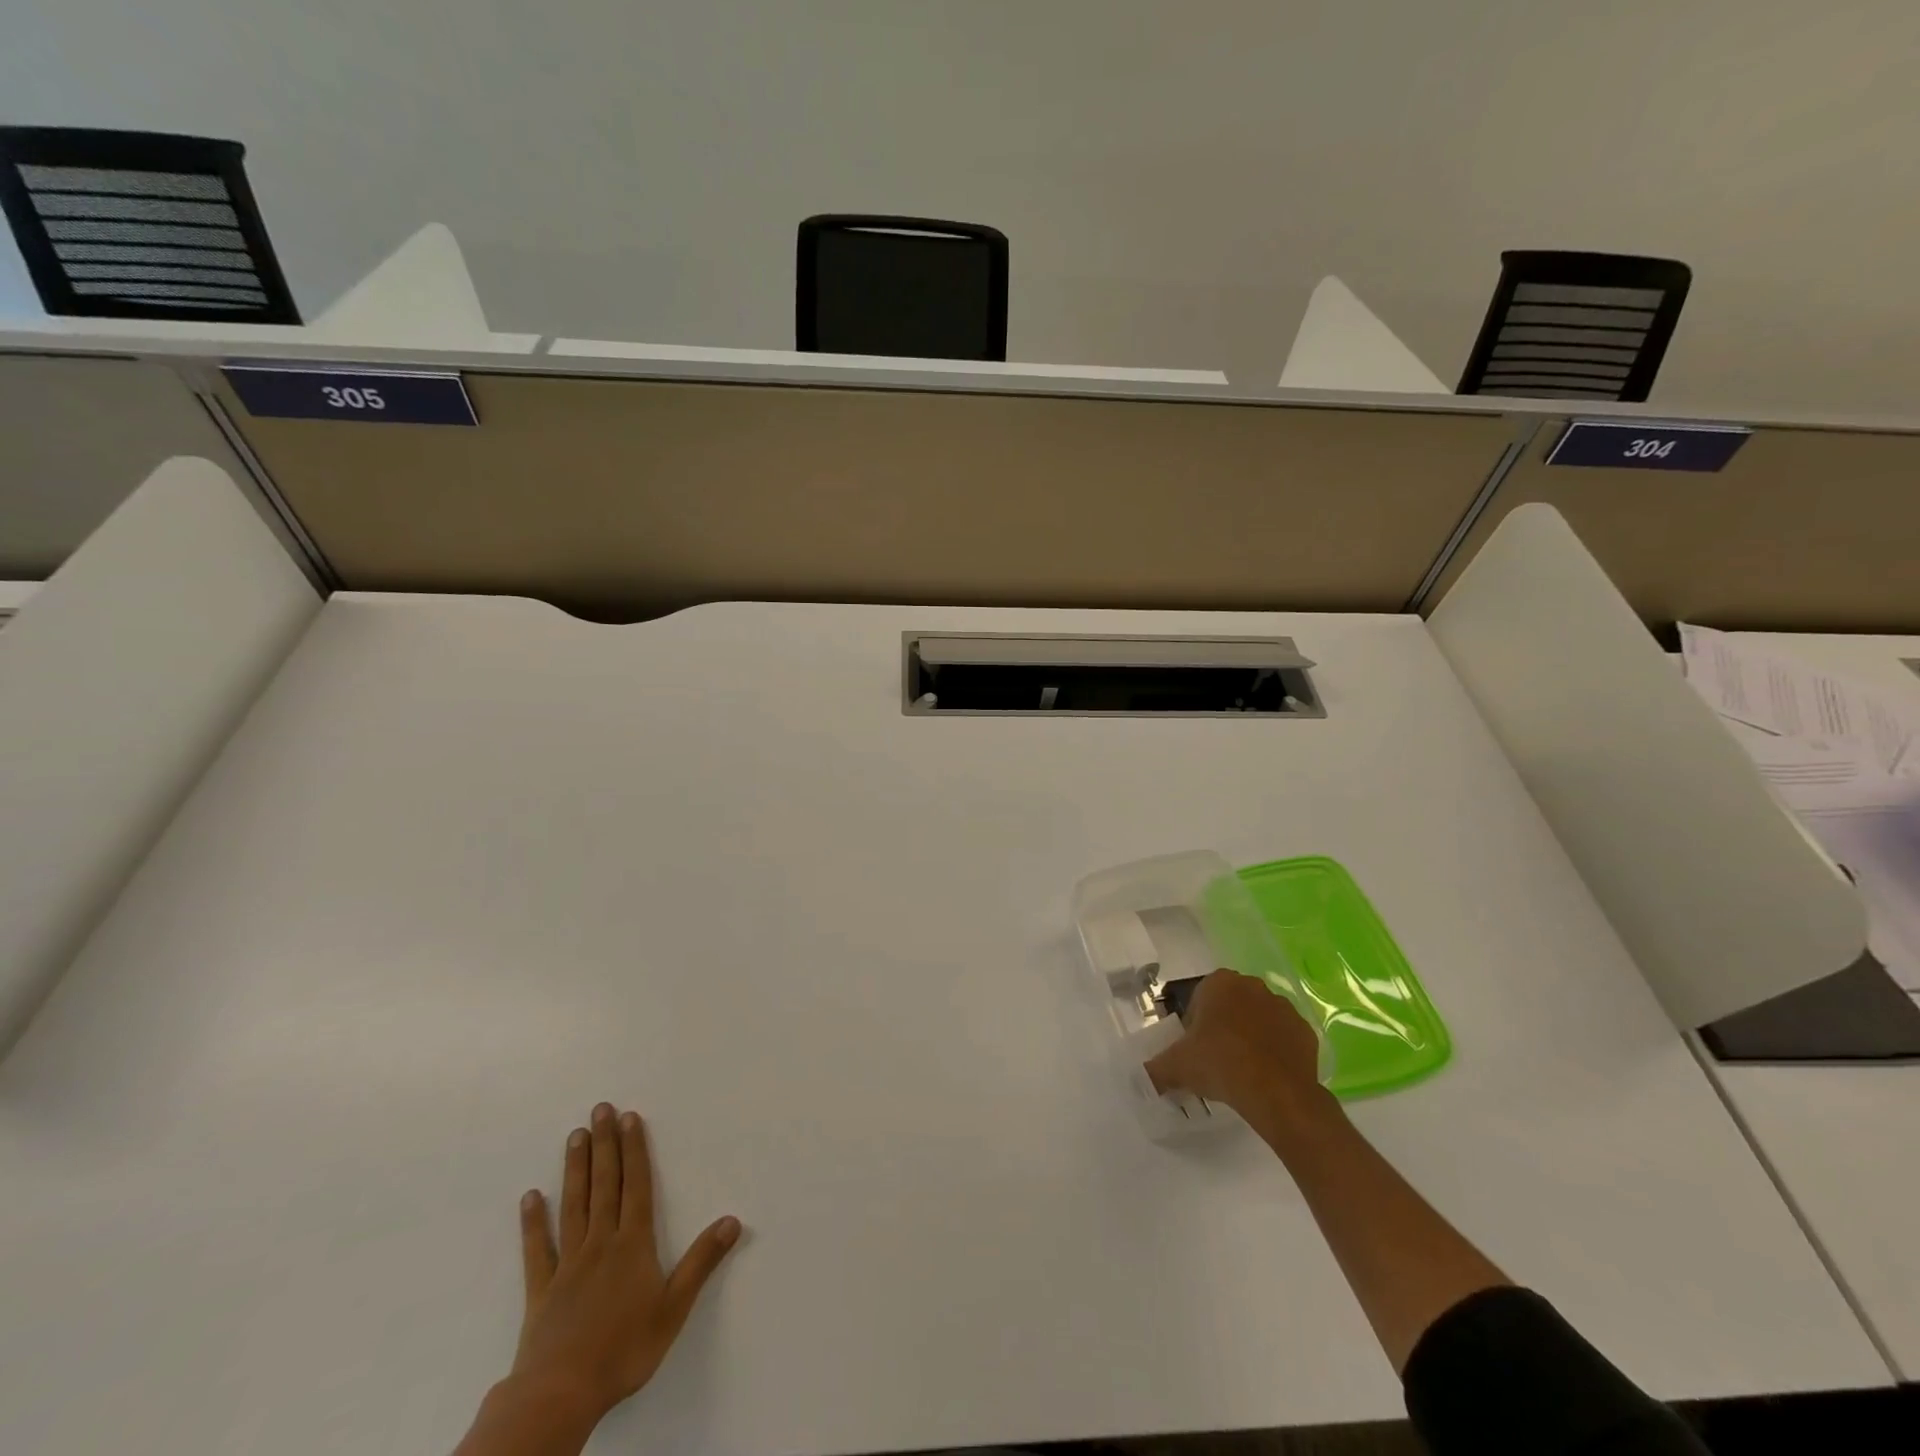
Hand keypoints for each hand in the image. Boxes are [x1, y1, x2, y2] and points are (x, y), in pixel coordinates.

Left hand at [511, 1103, 741, 1429]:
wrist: (560, 1395)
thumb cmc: (624, 1350)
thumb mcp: (674, 1308)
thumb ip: (701, 1262)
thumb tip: (732, 1221)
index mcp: (632, 1244)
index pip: (636, 1186)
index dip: (635, 1150)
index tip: (630, 1118)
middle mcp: (600, 1243)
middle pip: (604, 1185)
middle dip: (604, 1145)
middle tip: (600, 1109)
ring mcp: (567, 1264)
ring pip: (574, 1205)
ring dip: (575, 1169)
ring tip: (575, 1136)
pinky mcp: (541, 1290)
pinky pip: (537, 1249)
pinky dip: (533, 1223)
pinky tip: (530, 1198)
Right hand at [1145, 969, 1331, 1123]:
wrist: (1277, 1093)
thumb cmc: (1220, 1064)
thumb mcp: (1177, 1067)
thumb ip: (1155, 1068)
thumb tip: (1143, 1077)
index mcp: (1220, 982)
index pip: (1200, 997)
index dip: (1195, 1023)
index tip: (1196, 1048)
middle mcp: (1253, 986)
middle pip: (1230, 1005)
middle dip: (1223, 1026)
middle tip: (1216, 1059)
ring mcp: (1283, 1007)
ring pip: (1258, 1019)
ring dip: (1250, 1037)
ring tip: (1243, 1070)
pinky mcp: (1306, 1031)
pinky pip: (1283, 1038)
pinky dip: (1275, 1052)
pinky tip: (1266, 1075)